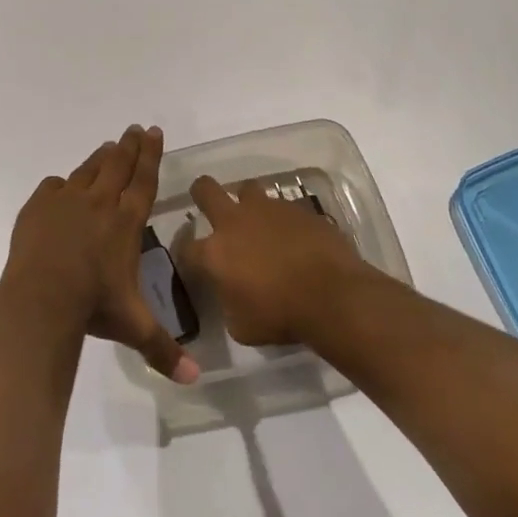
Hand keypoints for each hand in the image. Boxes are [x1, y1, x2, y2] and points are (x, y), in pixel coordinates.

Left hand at [0, 124, 199, 383]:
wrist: (42, 298)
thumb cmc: (94, 307)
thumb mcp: (133, 327)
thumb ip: (164, 350)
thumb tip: (196, 380)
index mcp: (126, 221)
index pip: (144, 180)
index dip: (151, 154)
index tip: (155, 131)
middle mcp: (100, 202)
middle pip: (118, 164)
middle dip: (130, 145)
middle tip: (135, 128)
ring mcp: (67, 200)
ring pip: (88, 169)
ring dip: (101, 157)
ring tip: (109, 147)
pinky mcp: (39, 206)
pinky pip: (54, 187)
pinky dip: (62, 185)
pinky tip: (62, 187)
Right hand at [175, 175, 369, 345]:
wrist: (333, 296)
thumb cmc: (282, 317)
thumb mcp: (242, 327)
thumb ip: (228, 303)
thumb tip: (230, 294)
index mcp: (215, 252)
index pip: (184, 247)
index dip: (185, 253)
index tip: (192, 261)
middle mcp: (234, 221)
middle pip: (205, 189)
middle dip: (202, 194)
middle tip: (210, 207)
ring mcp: (267, 209)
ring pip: (247, 189)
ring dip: (247, 203)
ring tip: (258, 221)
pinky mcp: (297, 208)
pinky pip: (282, 206)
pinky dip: (282, 219)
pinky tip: (293, 236)